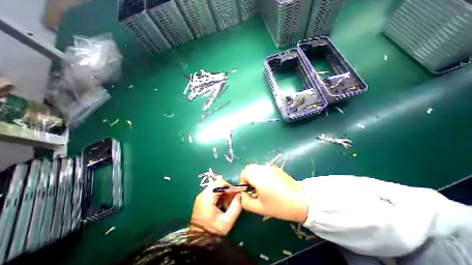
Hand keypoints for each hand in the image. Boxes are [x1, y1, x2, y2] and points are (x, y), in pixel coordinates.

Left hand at [190, 179, 242, 234]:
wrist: (199, 242)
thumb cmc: (213, 231)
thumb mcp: (227, 221)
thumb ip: (236, 206)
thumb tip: (240, 194)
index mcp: (207, 198)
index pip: (220, 183)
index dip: (230, 187)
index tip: (236, 194)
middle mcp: (202, 194)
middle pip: (218, 184)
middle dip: (227, 190)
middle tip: (232, 199)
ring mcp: (201, 196)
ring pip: (216, 187)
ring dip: (224, 193)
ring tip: (227, 204)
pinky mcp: (202, 199)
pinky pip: (213, 192)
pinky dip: (220, 195)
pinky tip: (222, 205)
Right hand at [240, 165, 310, 222]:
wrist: (302, 201)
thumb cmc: (279, 206)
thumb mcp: (260, 208)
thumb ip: (246, 201)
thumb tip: (242, 194)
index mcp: (258, 177)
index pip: (244, 172)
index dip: (243, 181)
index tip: (249, 190)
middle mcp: (264, 169)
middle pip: (250, 168)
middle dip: (248, 177)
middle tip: (254, 188)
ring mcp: (271, 167)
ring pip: (257, 167)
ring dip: (255, 175)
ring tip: (262, 187)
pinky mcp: (277, 169)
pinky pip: (264, 169)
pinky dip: (262, 174)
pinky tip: (270, 185)